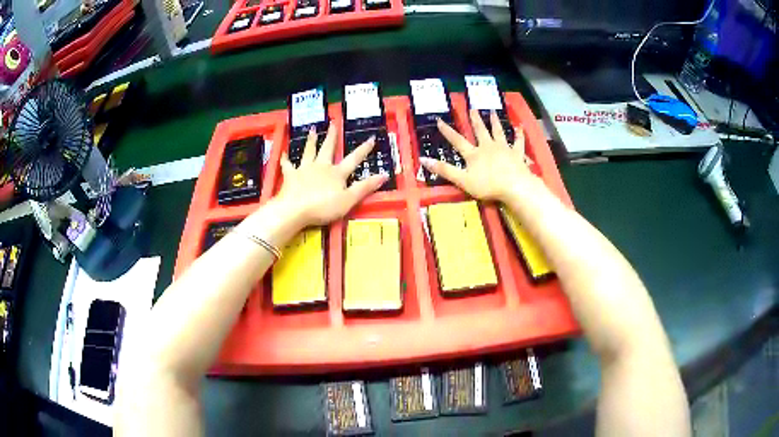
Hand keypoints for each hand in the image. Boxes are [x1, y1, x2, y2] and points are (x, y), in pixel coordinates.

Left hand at [275, 122, 386, 226]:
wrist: (295, 209)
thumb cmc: (323, 206)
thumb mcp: (349, 199)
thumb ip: (365, 187)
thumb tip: (384, 174)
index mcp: (337, 173)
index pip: (353, 159)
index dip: (363, 149)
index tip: (371, 138)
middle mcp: (321, 166)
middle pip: (327, 148)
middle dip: (331, 136)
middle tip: (333, 123)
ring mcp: (304, 169)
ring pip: (308, 152)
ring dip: (311, 141)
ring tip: (312, 130)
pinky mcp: (290, 176)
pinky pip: (287, 166)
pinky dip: (286, 160)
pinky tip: (284, 154)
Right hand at [420, 109, 539, 201]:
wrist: (514, 186)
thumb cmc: (487, 185)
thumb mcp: (462, 180)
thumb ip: (444, 170)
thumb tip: (423, 159)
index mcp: (473, 154)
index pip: (457, 140)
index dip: (447, 131)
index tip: (440, 119)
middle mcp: (488, 147)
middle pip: (480, 131)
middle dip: (475, 119)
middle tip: (472, 108)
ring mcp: (504, 148)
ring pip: (498, 132)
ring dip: (494, 121)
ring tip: (492, 112)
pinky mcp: (517, 154)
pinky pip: (518, 142)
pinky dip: (518, 134)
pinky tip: (519, 127)